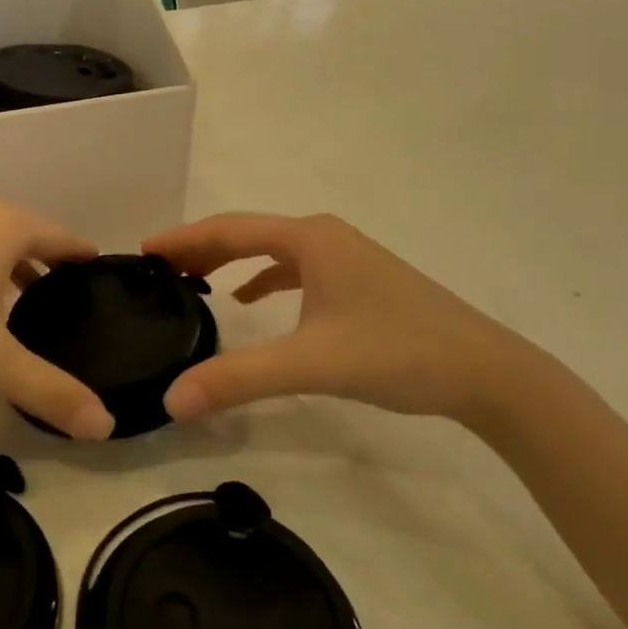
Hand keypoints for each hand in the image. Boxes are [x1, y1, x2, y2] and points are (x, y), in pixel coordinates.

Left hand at [0, 193, 115, 439]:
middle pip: (22, 230)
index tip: (97, 266)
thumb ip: (50, 391)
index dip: (80, 253)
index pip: (57, 235)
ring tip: (18, 300)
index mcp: (1, 226)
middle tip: (62, 293)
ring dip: (6, 261)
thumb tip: (106, 425)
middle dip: (44, 259)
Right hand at [141, 212, 559, 425]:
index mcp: (309, 238)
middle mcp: (324, 236)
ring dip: (229, 261)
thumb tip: (171, 399)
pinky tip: (249, 302)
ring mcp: (345, 256)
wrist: (485, 371)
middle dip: (200, 249)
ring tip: (191, 281)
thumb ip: (239, 379)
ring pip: (271, 251)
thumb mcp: (311, 364)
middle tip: (156, 269)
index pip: (229, 229)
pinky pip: (295, 270)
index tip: (142, 249)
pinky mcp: (357, 281)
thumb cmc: (396, 351)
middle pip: (247, 233)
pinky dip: (263, 280)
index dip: (183, 238)